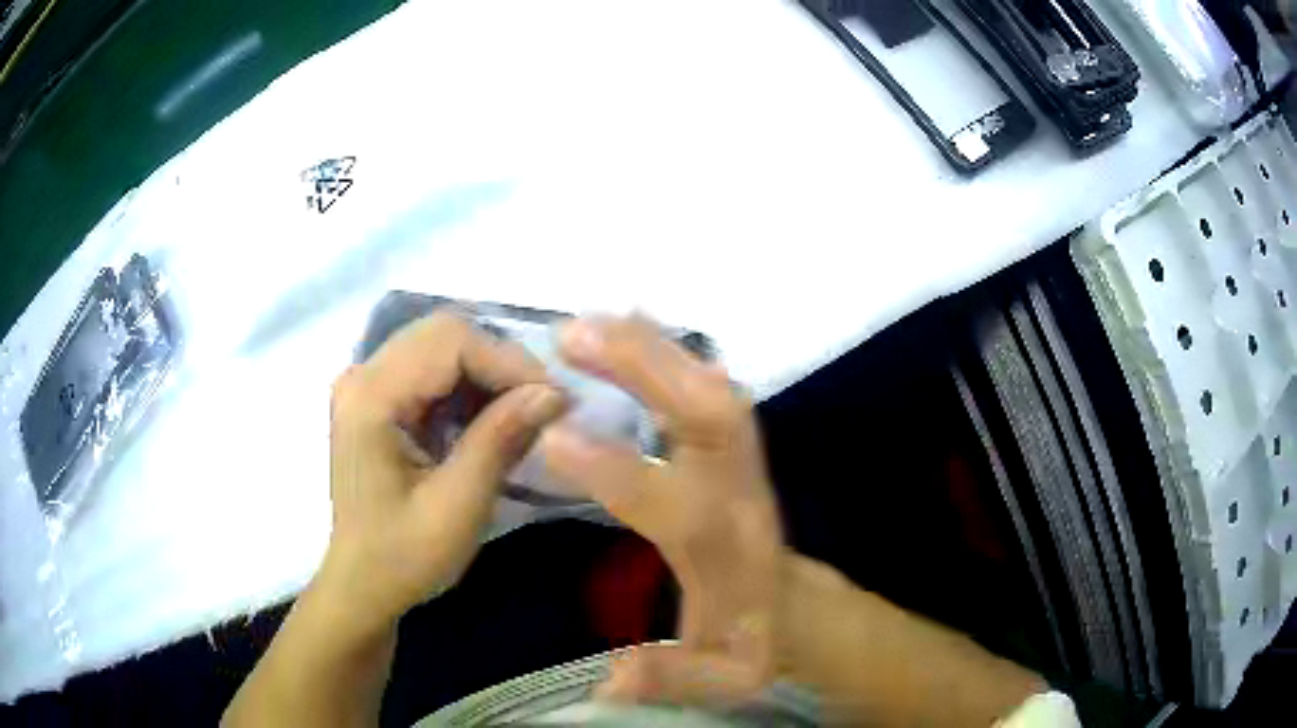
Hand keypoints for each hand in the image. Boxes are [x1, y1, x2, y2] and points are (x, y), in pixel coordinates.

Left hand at [321, 312, 565, 630]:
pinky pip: (432, 370)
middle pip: (444, 333)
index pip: (449, 340)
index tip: (553, 401)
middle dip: (500, 363)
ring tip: (521, 417)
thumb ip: (500, 440)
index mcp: (370, 397)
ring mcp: (366, 384)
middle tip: (540, 407)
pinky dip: (469, 388)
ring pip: (442, 346)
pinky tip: (488, 422)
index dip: (507, 360)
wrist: (362, 585)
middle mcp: (362, 375)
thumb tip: (554, 392)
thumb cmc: (403, 557)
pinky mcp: (377, 399)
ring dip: (487, 375)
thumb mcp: (457, 506)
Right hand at [540, 315, 783, 704]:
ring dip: (655, 348)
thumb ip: (672, 676)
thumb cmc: (752, 642)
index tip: (552, 435)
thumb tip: (609, 680)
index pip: (677, 504)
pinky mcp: (738, 449)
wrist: (795, 611)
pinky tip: (632, 326)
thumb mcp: (723, 679)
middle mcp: (739, 494)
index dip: (618, 471)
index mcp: (728, 552)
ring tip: (592, 319)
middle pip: (711, 419)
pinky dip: (672, 353)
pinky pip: (709, 388)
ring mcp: (744, 464)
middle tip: (574, 335)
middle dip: (648, 369)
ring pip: (712, 391)